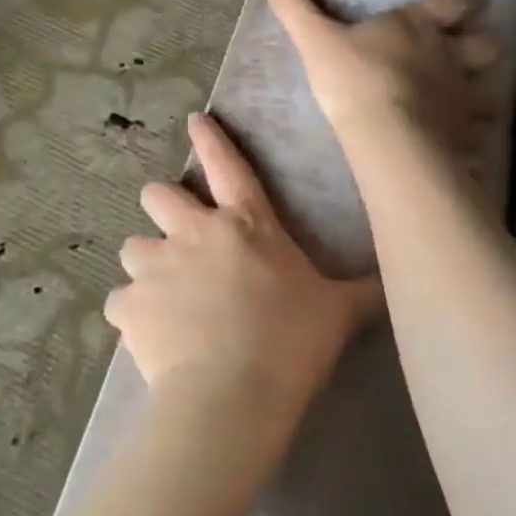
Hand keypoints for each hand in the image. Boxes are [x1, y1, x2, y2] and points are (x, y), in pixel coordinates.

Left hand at [107, 112, 379, 421]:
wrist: (232, 394)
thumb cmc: (292, 341)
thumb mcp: (338, 312)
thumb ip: (362, 293)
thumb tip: (395, 287)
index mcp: (246, 224)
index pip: (227, 166)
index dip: (211, 139)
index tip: (194, 121)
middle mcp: (195, 234)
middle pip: (158, 195)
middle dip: (163, 206)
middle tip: (177, 235)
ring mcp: (156, 268)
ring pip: (133, 247)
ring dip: (146, 264)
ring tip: (161, 292)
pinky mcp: (129, 307)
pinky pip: (120, 302)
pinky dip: (131, 314)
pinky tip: (147, 335)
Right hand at [263, 0, 501, 166]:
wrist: (387, 133)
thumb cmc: (354, 78)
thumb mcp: (316, 41)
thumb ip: (296, 10)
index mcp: (419, 26)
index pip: (454, 0)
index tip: (470, 1)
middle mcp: (451, 55)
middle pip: (486, 43)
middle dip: (481, 43)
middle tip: (469, 50)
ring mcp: (464, 94)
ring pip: (492, 84)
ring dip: (484, 85)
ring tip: (469, 95)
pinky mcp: (468, 131)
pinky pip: (482, 128)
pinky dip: (477, 129)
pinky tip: (465, 136)